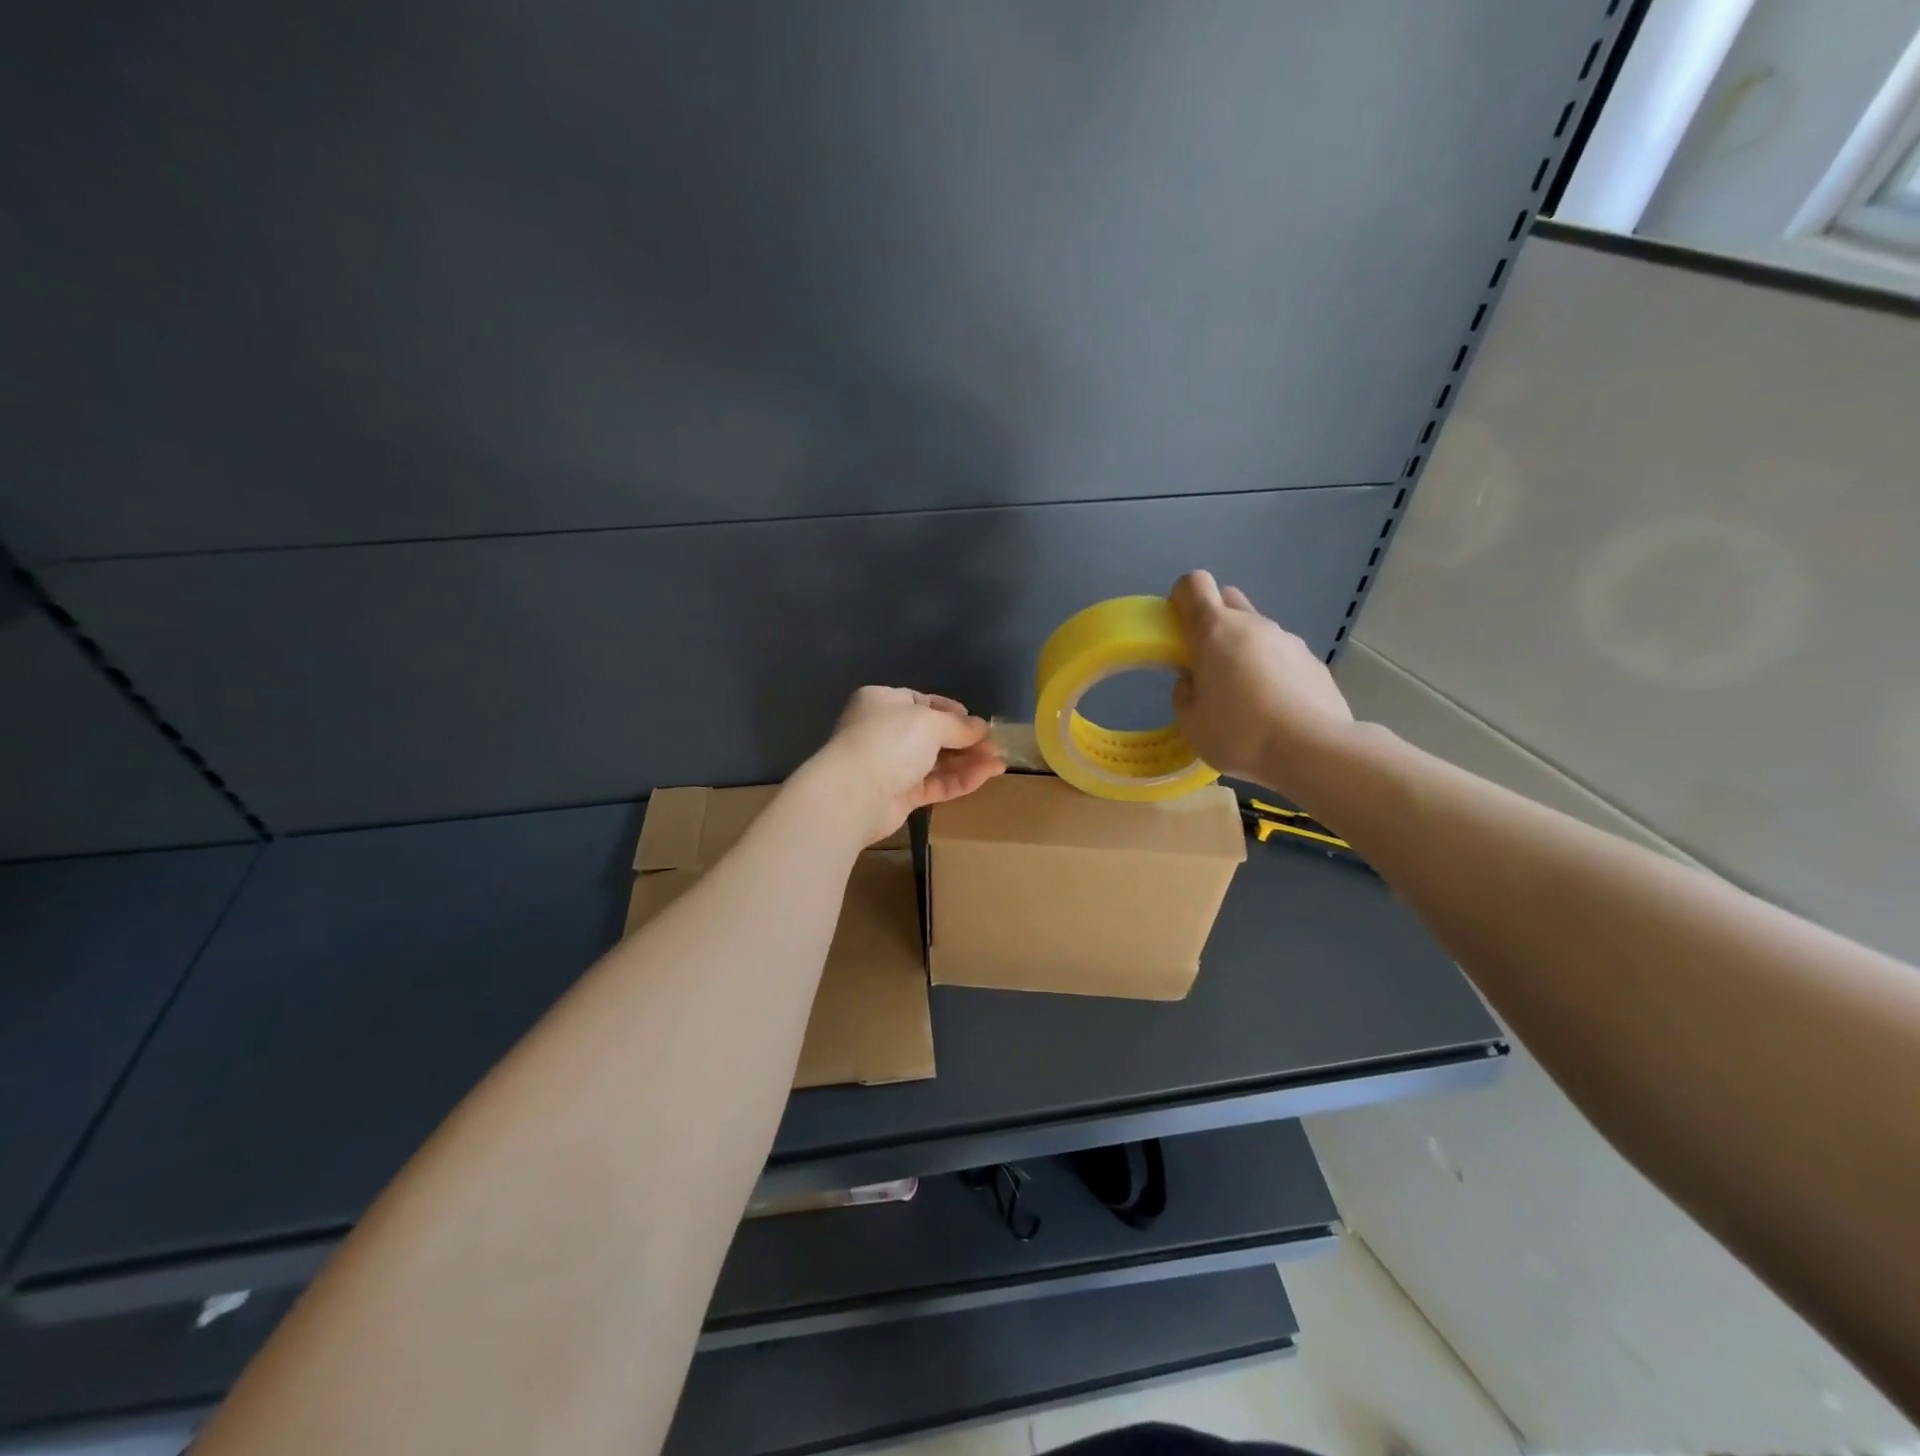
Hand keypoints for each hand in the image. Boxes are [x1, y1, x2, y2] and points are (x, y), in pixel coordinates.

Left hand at [807, 686, 1005, 845]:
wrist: (853, 794)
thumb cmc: (889, 741)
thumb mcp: (930, 722)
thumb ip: (959, 726)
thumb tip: (982, 728)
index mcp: (883, 702)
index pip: (923, 703)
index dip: (954, 712)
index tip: (980, 723)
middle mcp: (884, 731)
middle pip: (933, 734)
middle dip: (966, 740)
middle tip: (996, 747)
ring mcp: (890, 765)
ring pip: (936, 761)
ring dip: (968, 762)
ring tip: (1000, 763)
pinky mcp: (899, 795)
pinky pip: (934, 784)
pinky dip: (960, 780)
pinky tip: (986, 775)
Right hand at [1169, 570, 1356, 790]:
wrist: (1314, 750)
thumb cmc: (1240, 734)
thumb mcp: (1191, 723)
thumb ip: (1184, 694)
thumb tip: (1193, 681)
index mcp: (1214, 631)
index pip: (1193, 584)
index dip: (1181, 599)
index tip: (1178, 629)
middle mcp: (1252, 625)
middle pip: (1227, 600)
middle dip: (1213, 622)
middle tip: (1208, 663)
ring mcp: (1288, 640)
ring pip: (1256, 631)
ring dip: (1244, 651)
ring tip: (1246, 697)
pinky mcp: (1313, 661)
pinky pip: (1282, 656)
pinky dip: (1272, 672)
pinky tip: (1275, 709)